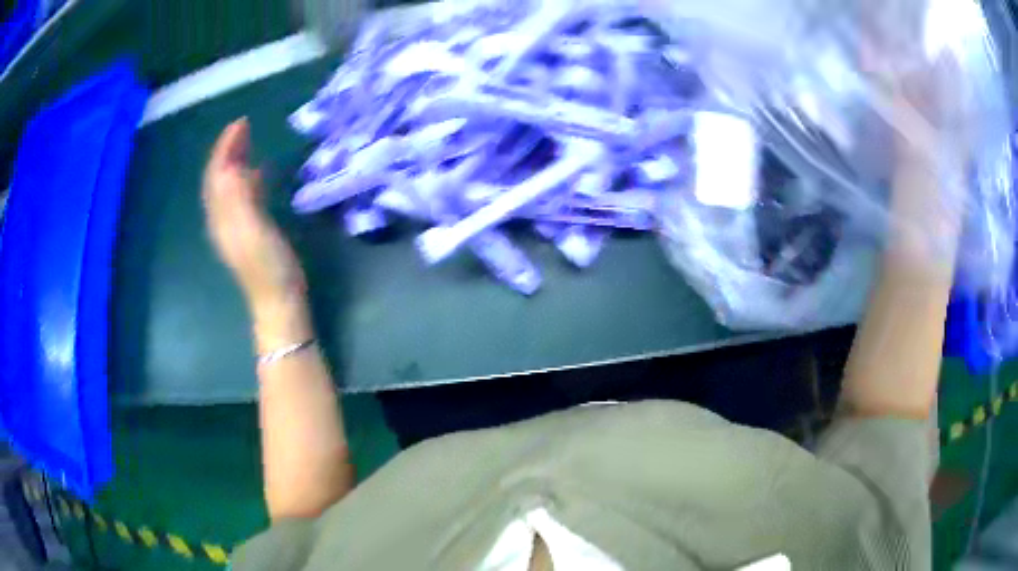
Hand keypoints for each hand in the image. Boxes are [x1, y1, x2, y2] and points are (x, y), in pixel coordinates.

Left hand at [203, 119, 311, 346]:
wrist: (278, 302)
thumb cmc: (268, 267)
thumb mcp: (253, 229)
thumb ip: (238, 198)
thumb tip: (231, 165)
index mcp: (222, 215)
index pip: (216, 173)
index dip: (225, 147)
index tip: (241, 123)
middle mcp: (223, 218)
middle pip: (218, 177)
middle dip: (227, 150)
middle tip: (245, 126)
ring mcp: (235, 226)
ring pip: (228, 185)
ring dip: (235, 161)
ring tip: (249, 142)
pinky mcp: (249, 231)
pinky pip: (241, 196)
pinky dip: (246, 178)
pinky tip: (258, 173)